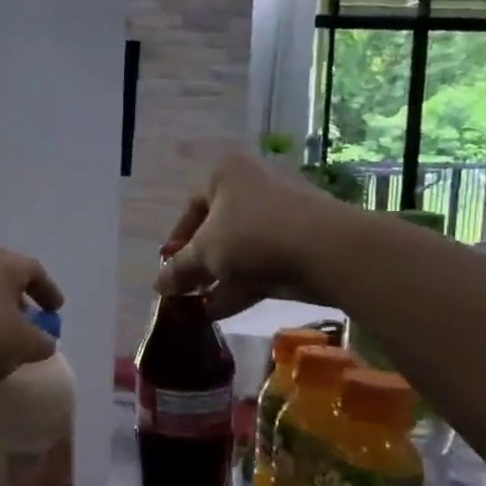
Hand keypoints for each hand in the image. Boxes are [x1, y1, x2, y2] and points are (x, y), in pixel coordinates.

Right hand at [155, 150, 353, 319]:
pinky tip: (223, 311)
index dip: (177, 241)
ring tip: (201, 308)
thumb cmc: (253, 235)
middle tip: (187, 289)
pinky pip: (264, 261)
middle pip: (217, 229)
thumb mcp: (204, 254)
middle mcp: (255, 184)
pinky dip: (243, 284)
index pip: (191, 206)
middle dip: (200, 264)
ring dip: (220, 278)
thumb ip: (178, 269)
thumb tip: (158, 285)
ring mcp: (283, 212)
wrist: (327, 249)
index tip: (170, 267)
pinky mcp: (303, 240)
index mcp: (227, 174)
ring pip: (242, 248)